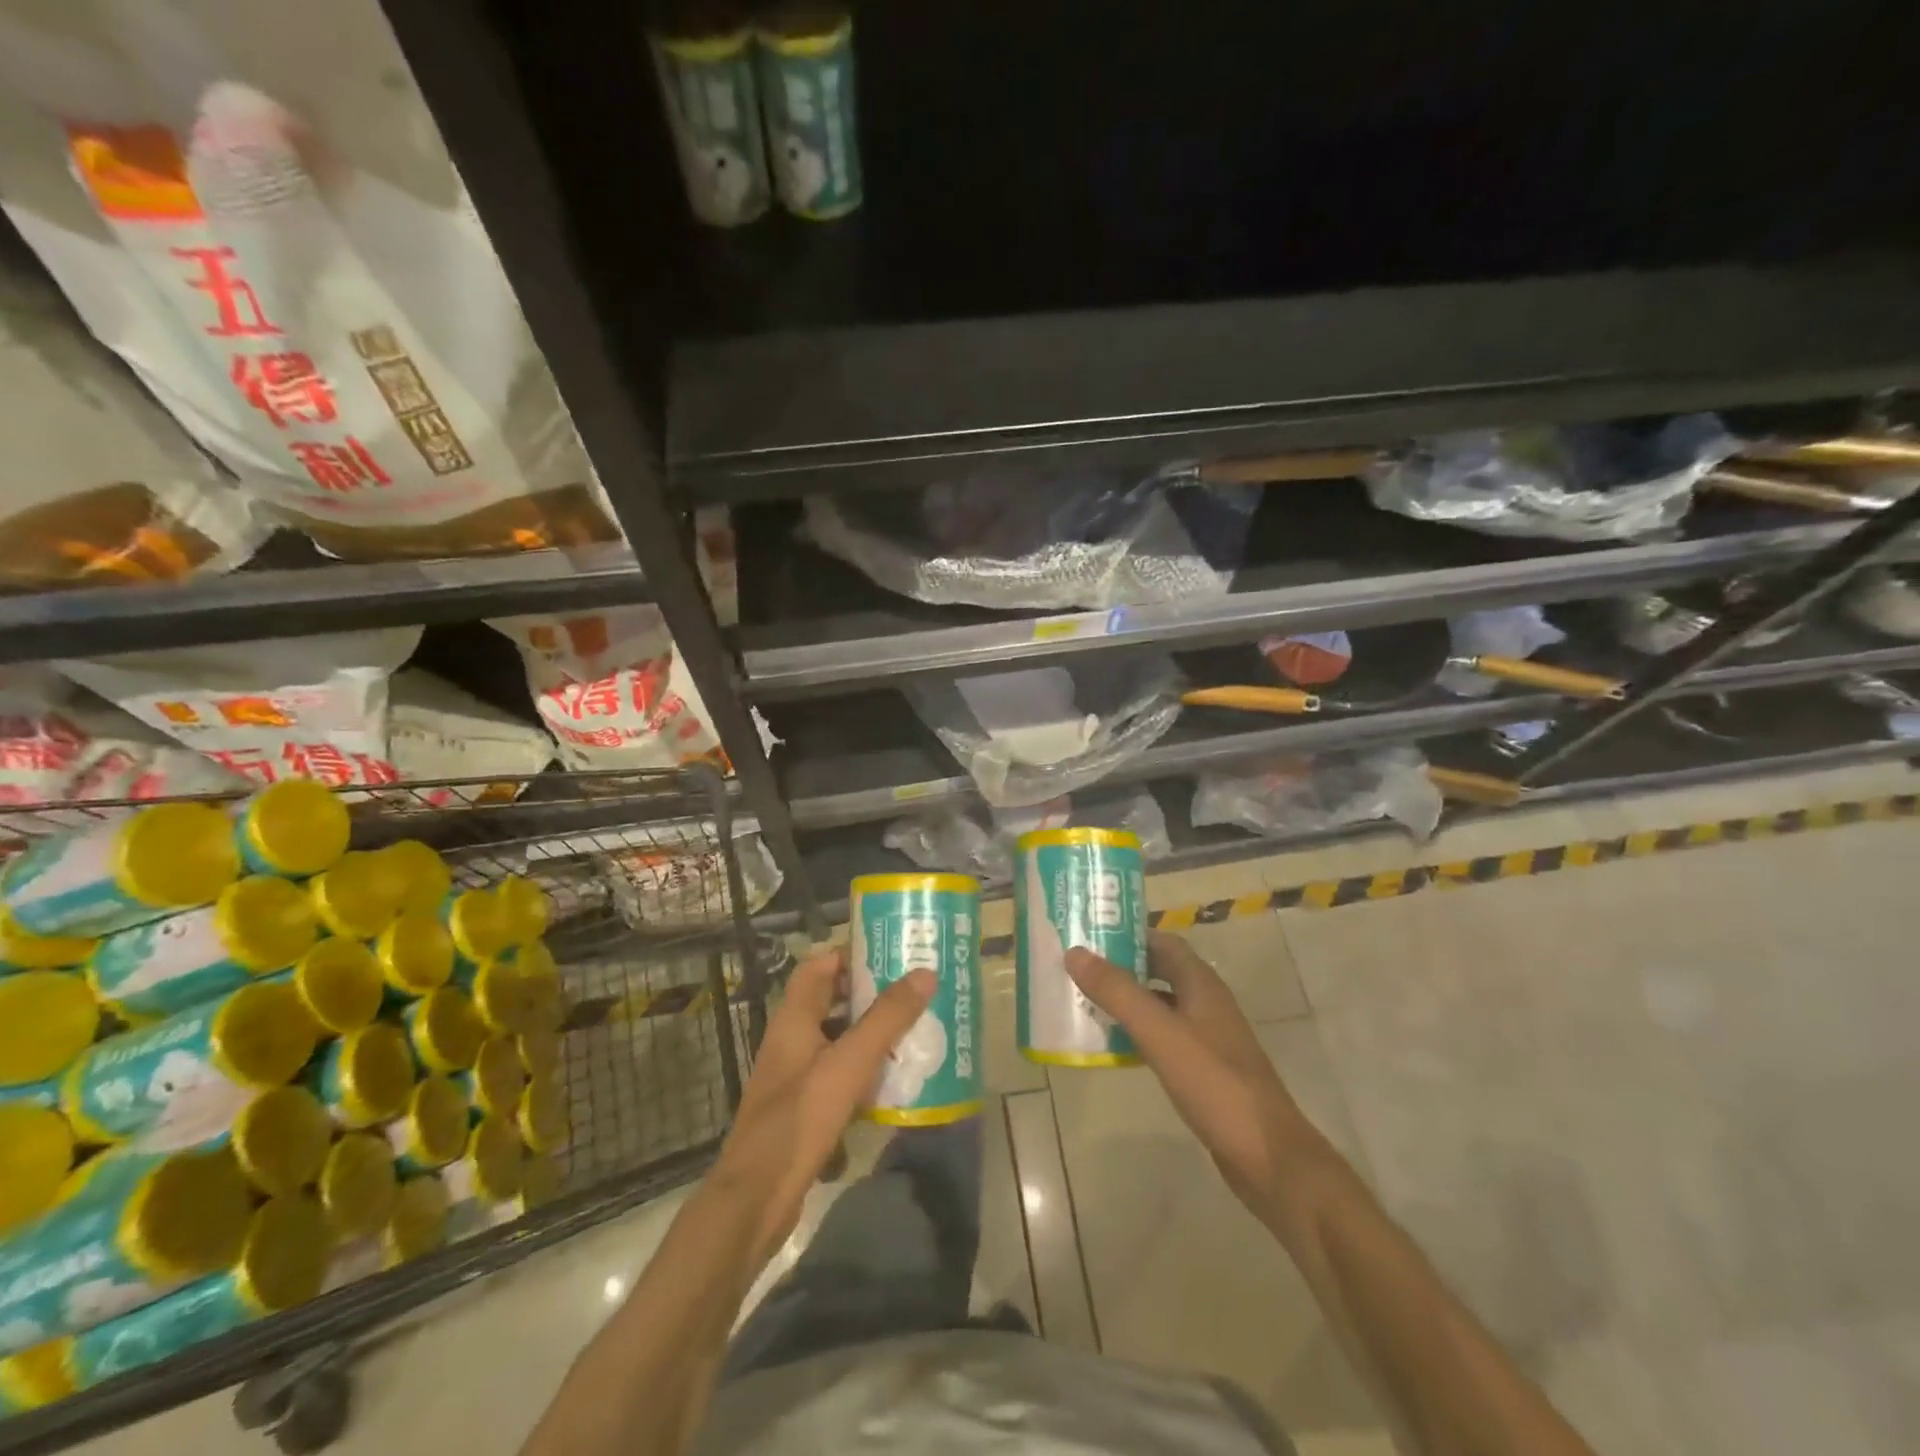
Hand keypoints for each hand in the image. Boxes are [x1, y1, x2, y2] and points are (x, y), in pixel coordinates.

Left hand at [710, 947, 933, 1265]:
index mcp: (794, 1019)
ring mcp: (796, 1077)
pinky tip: (895, 1084)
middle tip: (915, 992)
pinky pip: (839, 1077)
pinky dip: (865, 1074)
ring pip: (838, 1041)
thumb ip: (886, 1019)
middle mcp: (792, 1041)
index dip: (851, 955)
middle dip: (872, 996)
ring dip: (872, 1036)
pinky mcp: (804, 1109)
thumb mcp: (848, 1064)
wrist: (755, 1200)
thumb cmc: (799, 1120)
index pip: (819, 966)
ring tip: (916, 1032)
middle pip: (833, 1002)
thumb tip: (925, 973)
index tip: (892, 954)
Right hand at [1066, 931, 1327, 1218]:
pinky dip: (1137, 1032)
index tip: (1088, 934)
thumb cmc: (1214, 1084)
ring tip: (1083, 1001)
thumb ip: (1117, 992)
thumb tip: (1074, 952)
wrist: (1267, 1156)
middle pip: (1158, 970)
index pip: (1162, 941)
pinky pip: (1163, 1036)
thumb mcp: (1159, 1033)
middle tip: (1076, 967)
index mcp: (1201, 983)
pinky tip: (1112, 1045)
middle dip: (1120, 966)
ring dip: (1126, 1000)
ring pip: (1159, 1004)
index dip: (1127, 933)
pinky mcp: (1203, 1068)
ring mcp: (1207, 1036)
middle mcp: (1205, 1002)